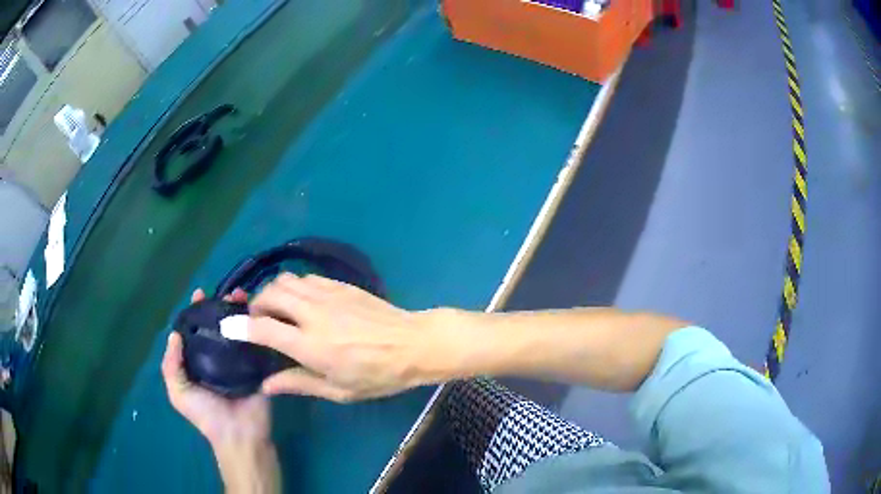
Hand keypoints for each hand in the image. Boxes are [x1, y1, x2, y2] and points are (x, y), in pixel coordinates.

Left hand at [161, 288, 270, 446]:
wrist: (238, 434)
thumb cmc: (206, 414)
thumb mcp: (178, 392)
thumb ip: (171, 365)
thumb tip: (175, 334)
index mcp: (199, 361)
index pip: (196, 330)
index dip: (196, 312)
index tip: (200, 293)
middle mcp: (218, 357)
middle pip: (219, 326)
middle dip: (222, 306)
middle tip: (230, 291)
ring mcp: (240, 361)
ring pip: (239, 331)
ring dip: (242, 313)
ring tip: (246, 297)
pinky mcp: (259, 367)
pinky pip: (258, 344)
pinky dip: (259, 328)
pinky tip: (262, 314)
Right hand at [245, 274, 441, 402]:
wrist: (413, 344)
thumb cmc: (377, 375)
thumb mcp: (338, 390)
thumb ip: (298, 383)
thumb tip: (265, 385)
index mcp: (310, 345)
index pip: (263, 328)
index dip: (240, 326)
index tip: (227, 325)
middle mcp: (313, 314)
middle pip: (270, 294)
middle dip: (256, 303)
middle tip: (259, 319)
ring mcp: (328, 295)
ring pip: (286, 280)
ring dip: (273, 291)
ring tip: (277, 308)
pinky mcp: (341, 285)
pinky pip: (307, 277)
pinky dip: (295, 286)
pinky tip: (302, 301)